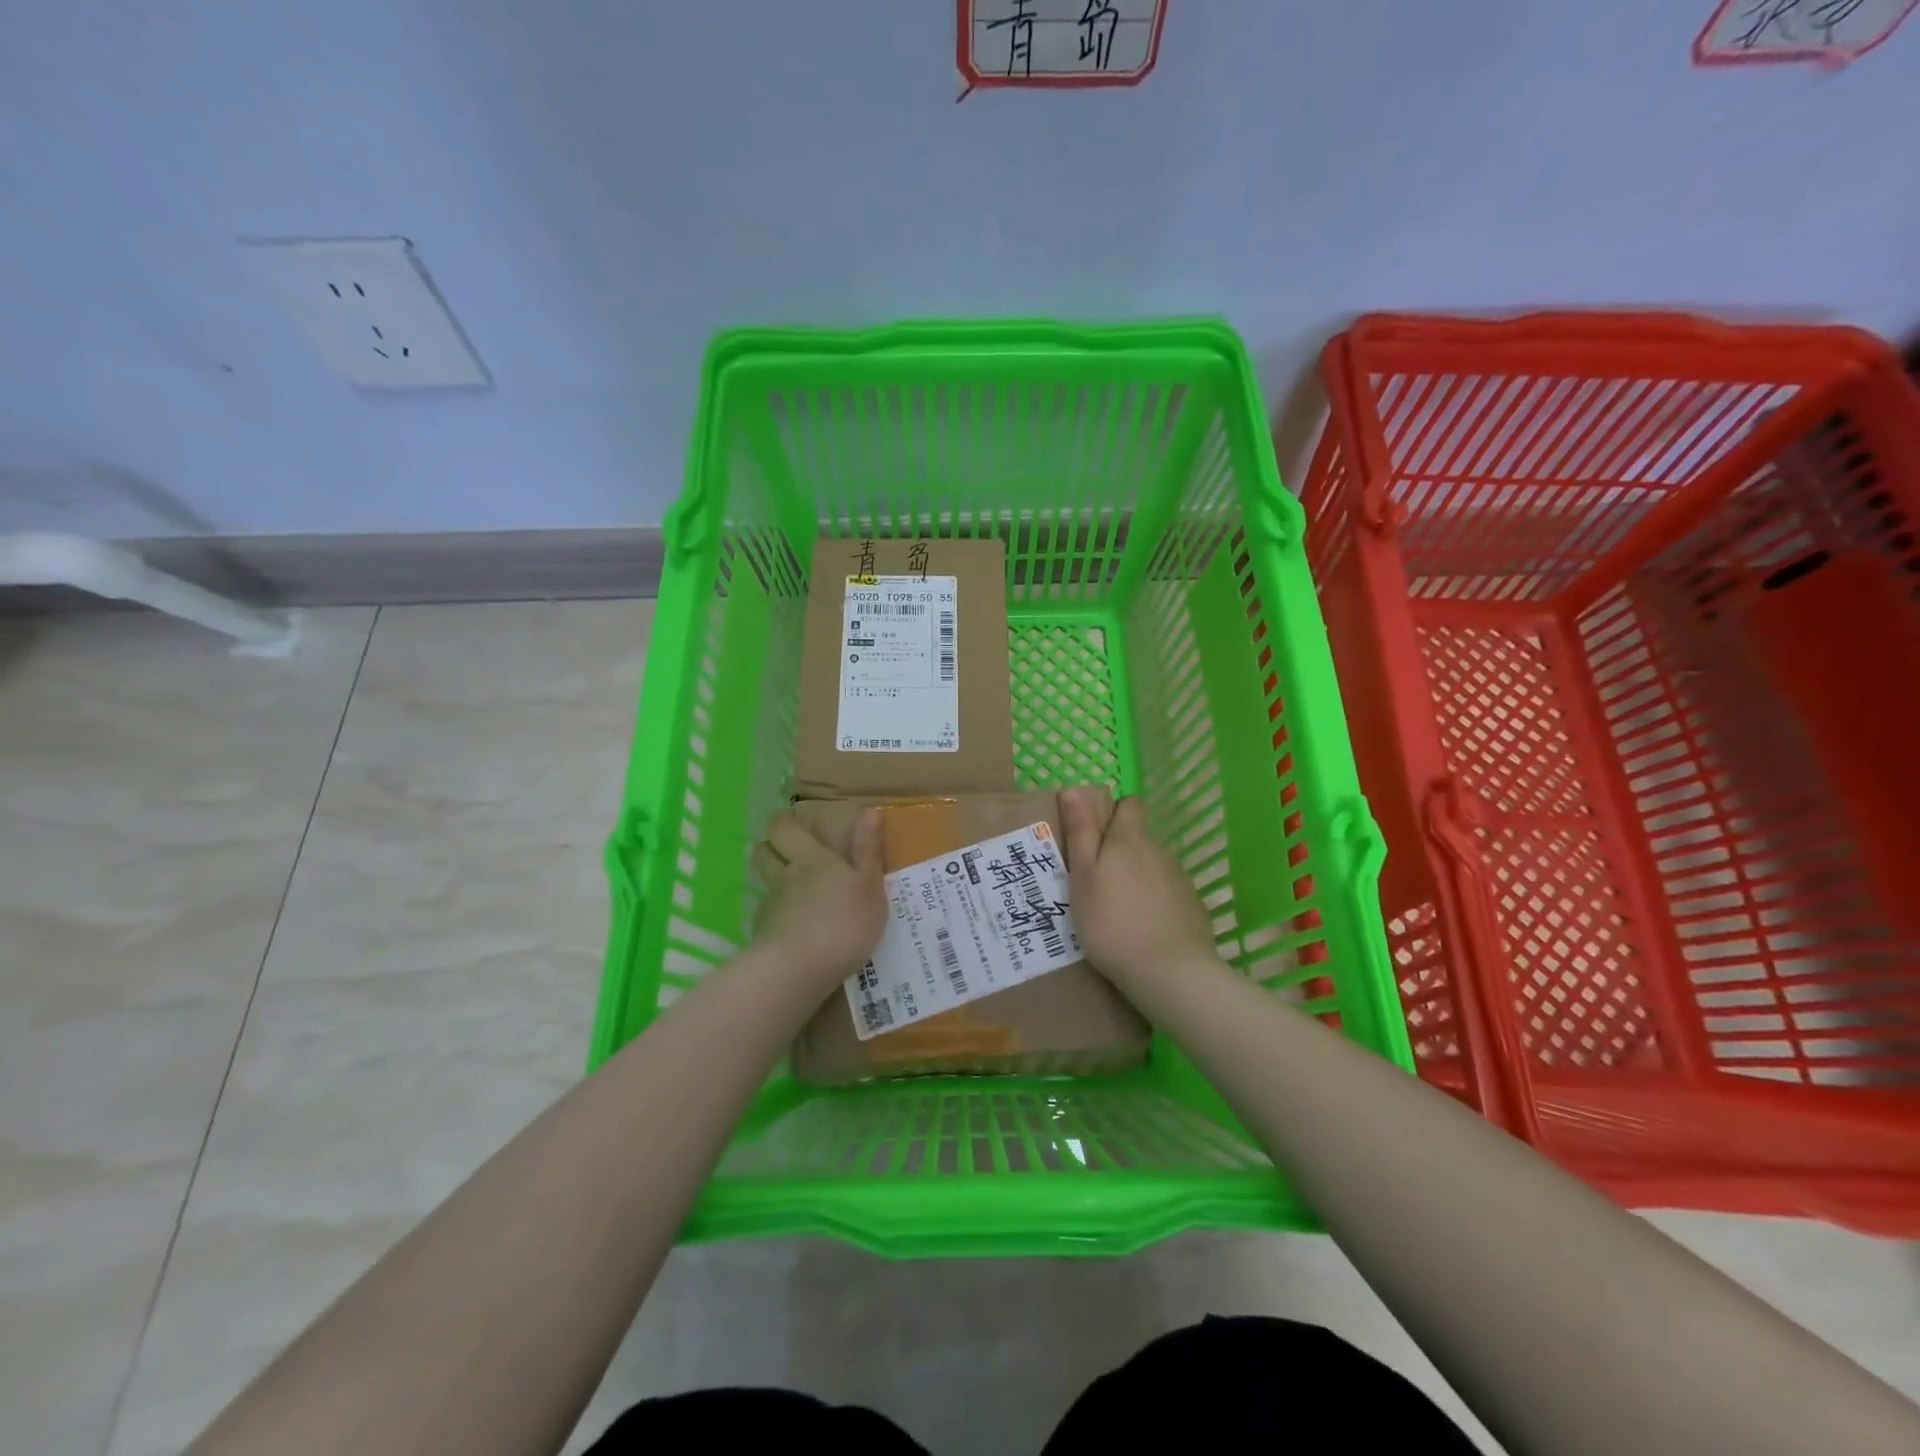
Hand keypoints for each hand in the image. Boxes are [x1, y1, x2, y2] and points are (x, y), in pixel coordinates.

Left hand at [751, 810, 886, 984]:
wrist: (798, 970)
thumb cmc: (843, 922)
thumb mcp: (869, 885)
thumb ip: (867, 850)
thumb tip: (869, 809)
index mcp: (811, 858)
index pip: (783, 827)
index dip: (785, 822)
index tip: (795, 823)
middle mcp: (785, 876)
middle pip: (763, 851)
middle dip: (771, 846)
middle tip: (789, 851)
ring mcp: (770, 907)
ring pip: (764, 884)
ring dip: (772, 881)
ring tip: (793, 892)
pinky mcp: (763, 936)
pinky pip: (767, 917)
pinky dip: (777, 917)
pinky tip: (793, 930)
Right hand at [1060, 789, 1217, 991]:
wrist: (1170, 972)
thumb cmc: (1112, 922)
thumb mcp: (1083, 876)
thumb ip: (1080, 831)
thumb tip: (1073, 788)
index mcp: (1129, 839)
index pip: (1129, 804)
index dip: (1112, 814)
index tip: (1092, 837)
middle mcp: (1158, 850)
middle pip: (1137, 838)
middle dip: (1118, 851)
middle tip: (1094, 883)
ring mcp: (1179, 879)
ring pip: (1151, 866)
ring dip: (1134, 877)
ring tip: (1115, 911)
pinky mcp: (1191, 906)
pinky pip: (1166, 892)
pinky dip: (1152, 902)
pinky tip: (1140, 928)